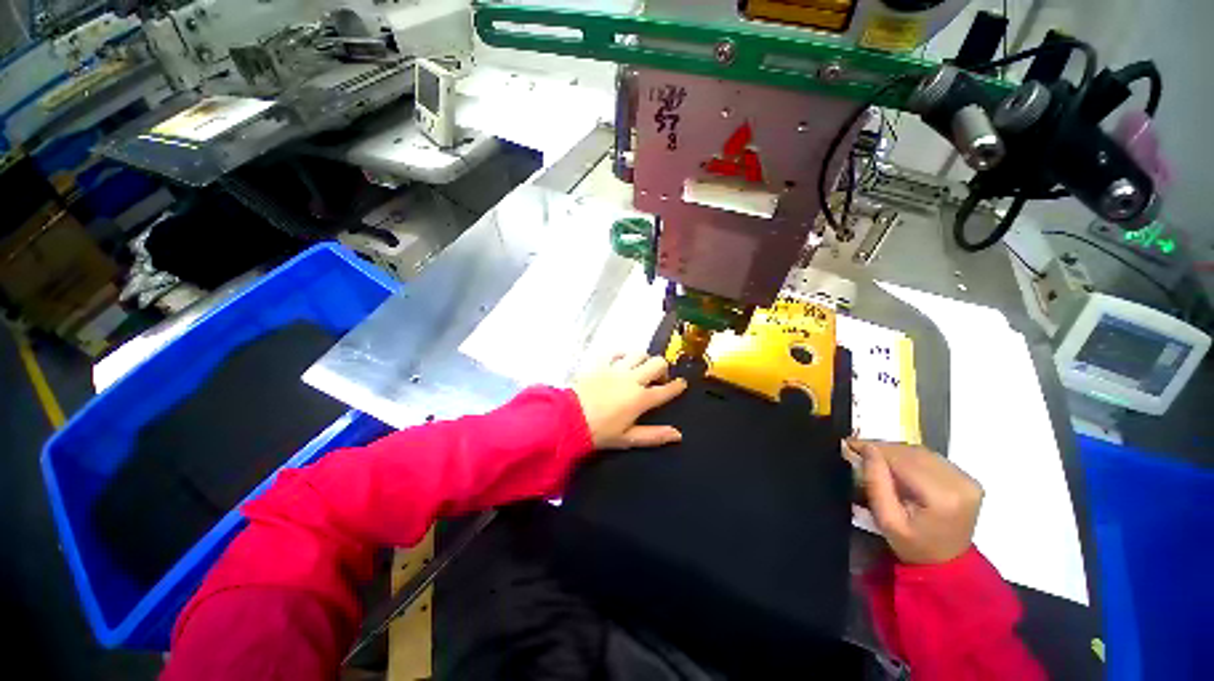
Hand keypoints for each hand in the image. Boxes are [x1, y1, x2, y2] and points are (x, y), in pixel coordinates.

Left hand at [573, 354, 687, 449]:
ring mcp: (616, 368)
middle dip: (663, 369)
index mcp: (641, 399)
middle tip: (657, 379)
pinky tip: (621, 362)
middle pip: (657, 363)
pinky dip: (623, 355)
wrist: (567, 418)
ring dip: (644, 360)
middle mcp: (632, 379)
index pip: (666, 390)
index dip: (677, 386)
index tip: (681, 384)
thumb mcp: (627, 438)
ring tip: (639, 369)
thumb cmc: (599, 432)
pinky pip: (616, 352)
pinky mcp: (600, 363)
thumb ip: (654, 435)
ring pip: (639, 353)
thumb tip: (678, 435)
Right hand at [848, 439, 982, 564]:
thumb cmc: (911, 545)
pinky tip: (896, 464)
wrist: (945, 562)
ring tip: (874, 456)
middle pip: (913, 453)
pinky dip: (909, 457)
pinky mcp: (967, 478)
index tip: (849, 444)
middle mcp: (960, 483)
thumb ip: (876, 483)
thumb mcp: (886, 520)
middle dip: (883, 449)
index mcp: (942, 497)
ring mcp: (967, 480)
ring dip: (895, 451)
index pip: (903, 460)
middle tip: (858, 449)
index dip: (875, 449)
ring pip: (922, 452)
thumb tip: (867, 448)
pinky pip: (931, 458)